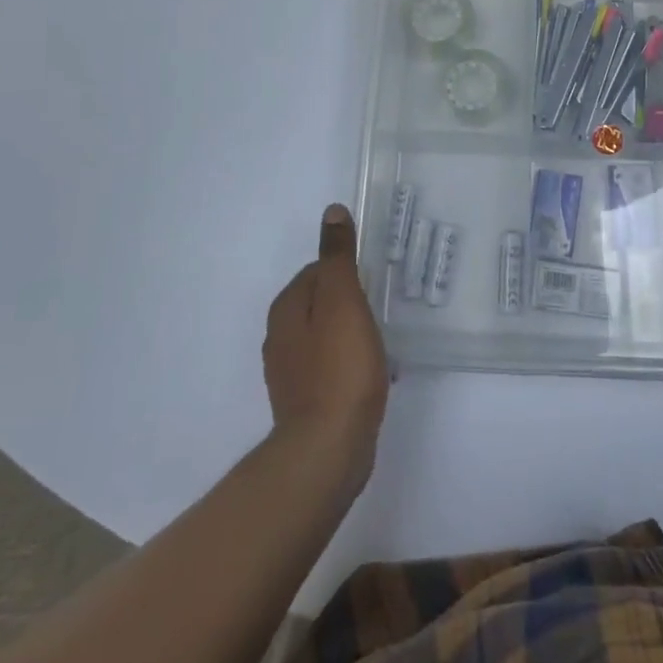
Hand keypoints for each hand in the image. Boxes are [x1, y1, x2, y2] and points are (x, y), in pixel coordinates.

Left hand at [262, 205, 388, 496]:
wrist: (327, 451)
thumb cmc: (340, 368)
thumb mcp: (343, 301)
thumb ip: (338, 257)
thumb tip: (332, 211)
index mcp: (287, 309)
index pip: (316, 271)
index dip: (347, 272)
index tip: (373, 281)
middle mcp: (280, 337)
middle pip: (320, 303)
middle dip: (350, 302)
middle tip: (381, 309)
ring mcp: (290, 373)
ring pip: (326, 336)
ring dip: (352, 334)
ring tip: (382, 341)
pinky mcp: (304, 401)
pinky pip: (330, 368)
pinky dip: (350, 364)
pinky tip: (373, 375)